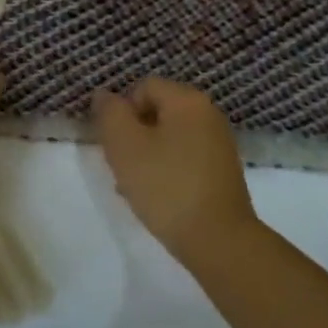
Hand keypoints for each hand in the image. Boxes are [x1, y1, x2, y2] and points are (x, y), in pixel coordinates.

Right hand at [92, 79, 258, 266]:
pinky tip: (159, 198)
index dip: (122, 112)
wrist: (219, 240)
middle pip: (158, 111)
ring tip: (136, 188)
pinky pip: (186, 158)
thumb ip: (110, 114)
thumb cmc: (166, 186)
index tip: (115, 144)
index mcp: (188, 100)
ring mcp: (220, 143)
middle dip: (134, 135)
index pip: (143, 87)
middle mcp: (208, 113)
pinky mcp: (223, 171)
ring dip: (148, 155)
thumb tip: (104, 95)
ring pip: (170, 137)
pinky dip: (168, 170)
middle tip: (122, 166)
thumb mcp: (125, 146)